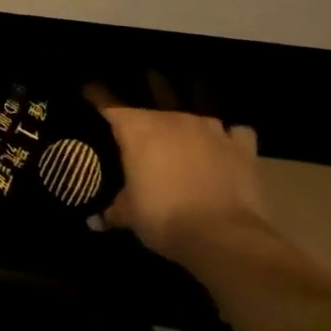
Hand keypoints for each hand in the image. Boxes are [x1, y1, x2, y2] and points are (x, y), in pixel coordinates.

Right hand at [86, 78, 266, 265]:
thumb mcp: (131, 216)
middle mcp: (172, 118)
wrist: (223, 238)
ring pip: (196, 113)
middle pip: (153, 103)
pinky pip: (235, 133)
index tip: (88, 92)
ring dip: (189, 125)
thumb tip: (95, 221)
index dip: (96, 98)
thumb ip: (113, 210)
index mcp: (138, 129)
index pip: (109, 104)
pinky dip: (230, 139)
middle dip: (146, 114)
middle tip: (142, 131)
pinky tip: (226, 149)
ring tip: (186, 136)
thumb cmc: (164, 219)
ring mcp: (210, 129)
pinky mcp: (242, 147)